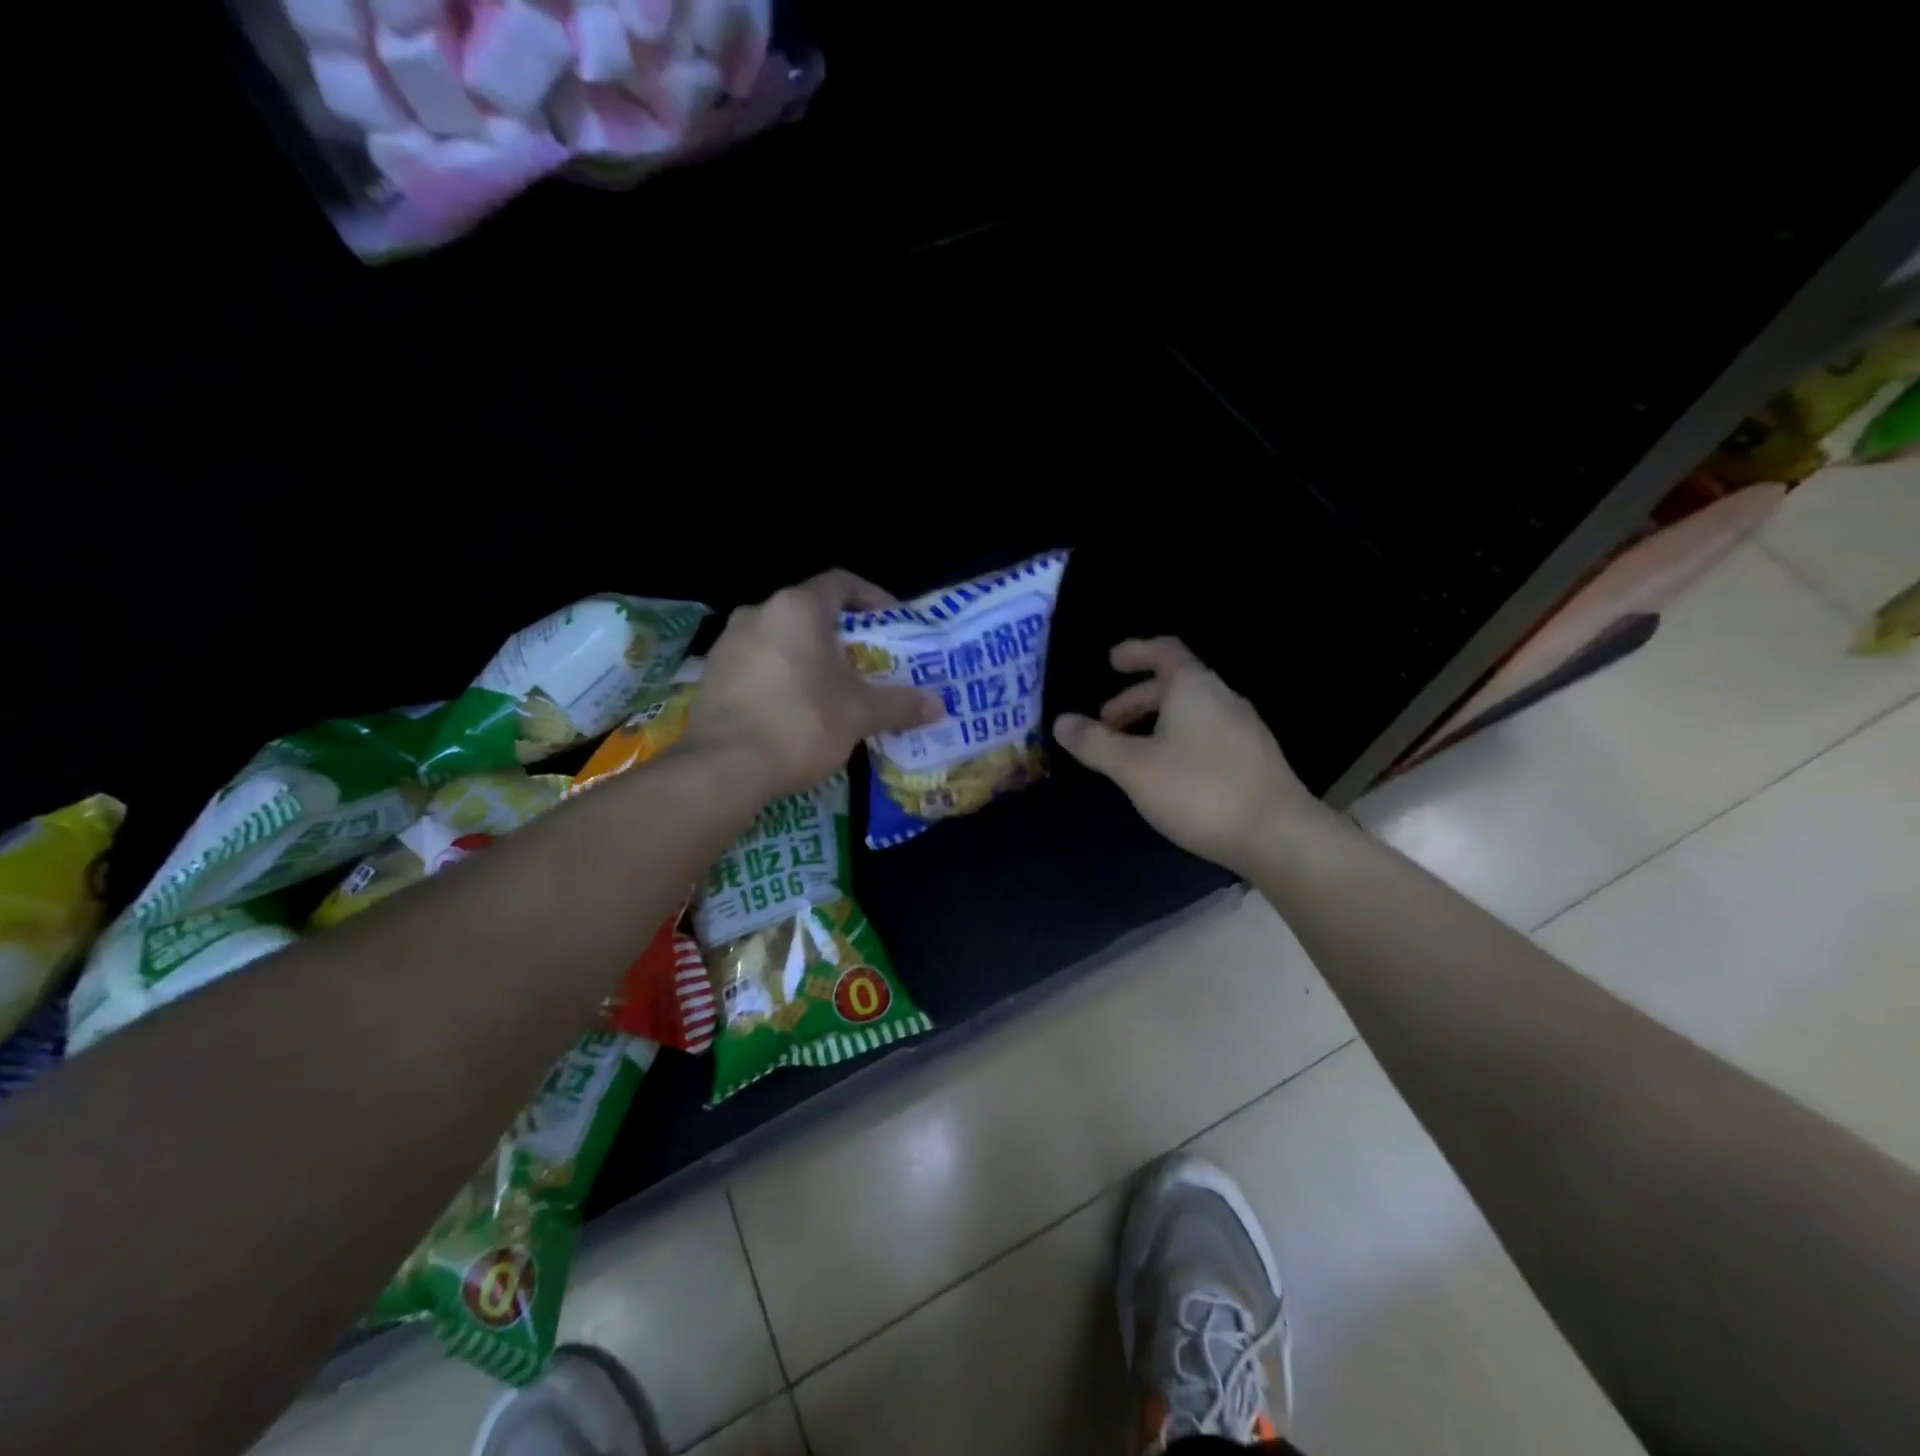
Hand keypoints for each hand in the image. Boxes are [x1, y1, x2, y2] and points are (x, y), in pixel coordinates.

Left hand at [687, 570, 944, 801]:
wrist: (724, 767)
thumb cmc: (801, 723)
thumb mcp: (860, 714)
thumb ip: (900, 704)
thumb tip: (939, 706)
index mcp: (797, 608)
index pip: (842, 583)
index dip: (873, 598)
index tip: (893, 623)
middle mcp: (758, 613)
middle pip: (811, 613)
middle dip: (843, 637)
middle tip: (868, 664)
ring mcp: (728, 643)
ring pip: (782, 640)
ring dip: (810, 658)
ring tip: (834, 691)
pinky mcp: (711, 675)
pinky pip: (758, 665)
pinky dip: (783, 677)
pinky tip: (796, 711)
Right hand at [1053, 638, 1320, 874]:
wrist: (1278, 835)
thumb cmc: (1199, 790)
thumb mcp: (1134, 767)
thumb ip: (1095, 743)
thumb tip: (1062, 722)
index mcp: (1193, 688)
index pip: (1164, 652)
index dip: (1135, 652)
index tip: (1111, 662)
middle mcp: (1222, 699)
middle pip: (1174, 686)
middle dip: (1135, 701)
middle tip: (1105, 725)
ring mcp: (1243, 730)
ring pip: (1190, 714)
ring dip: (1155, 725)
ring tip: (1130, 755)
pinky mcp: (1253, 760)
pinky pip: (1206, 737)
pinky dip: (1177, 743)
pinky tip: (1167, 777)